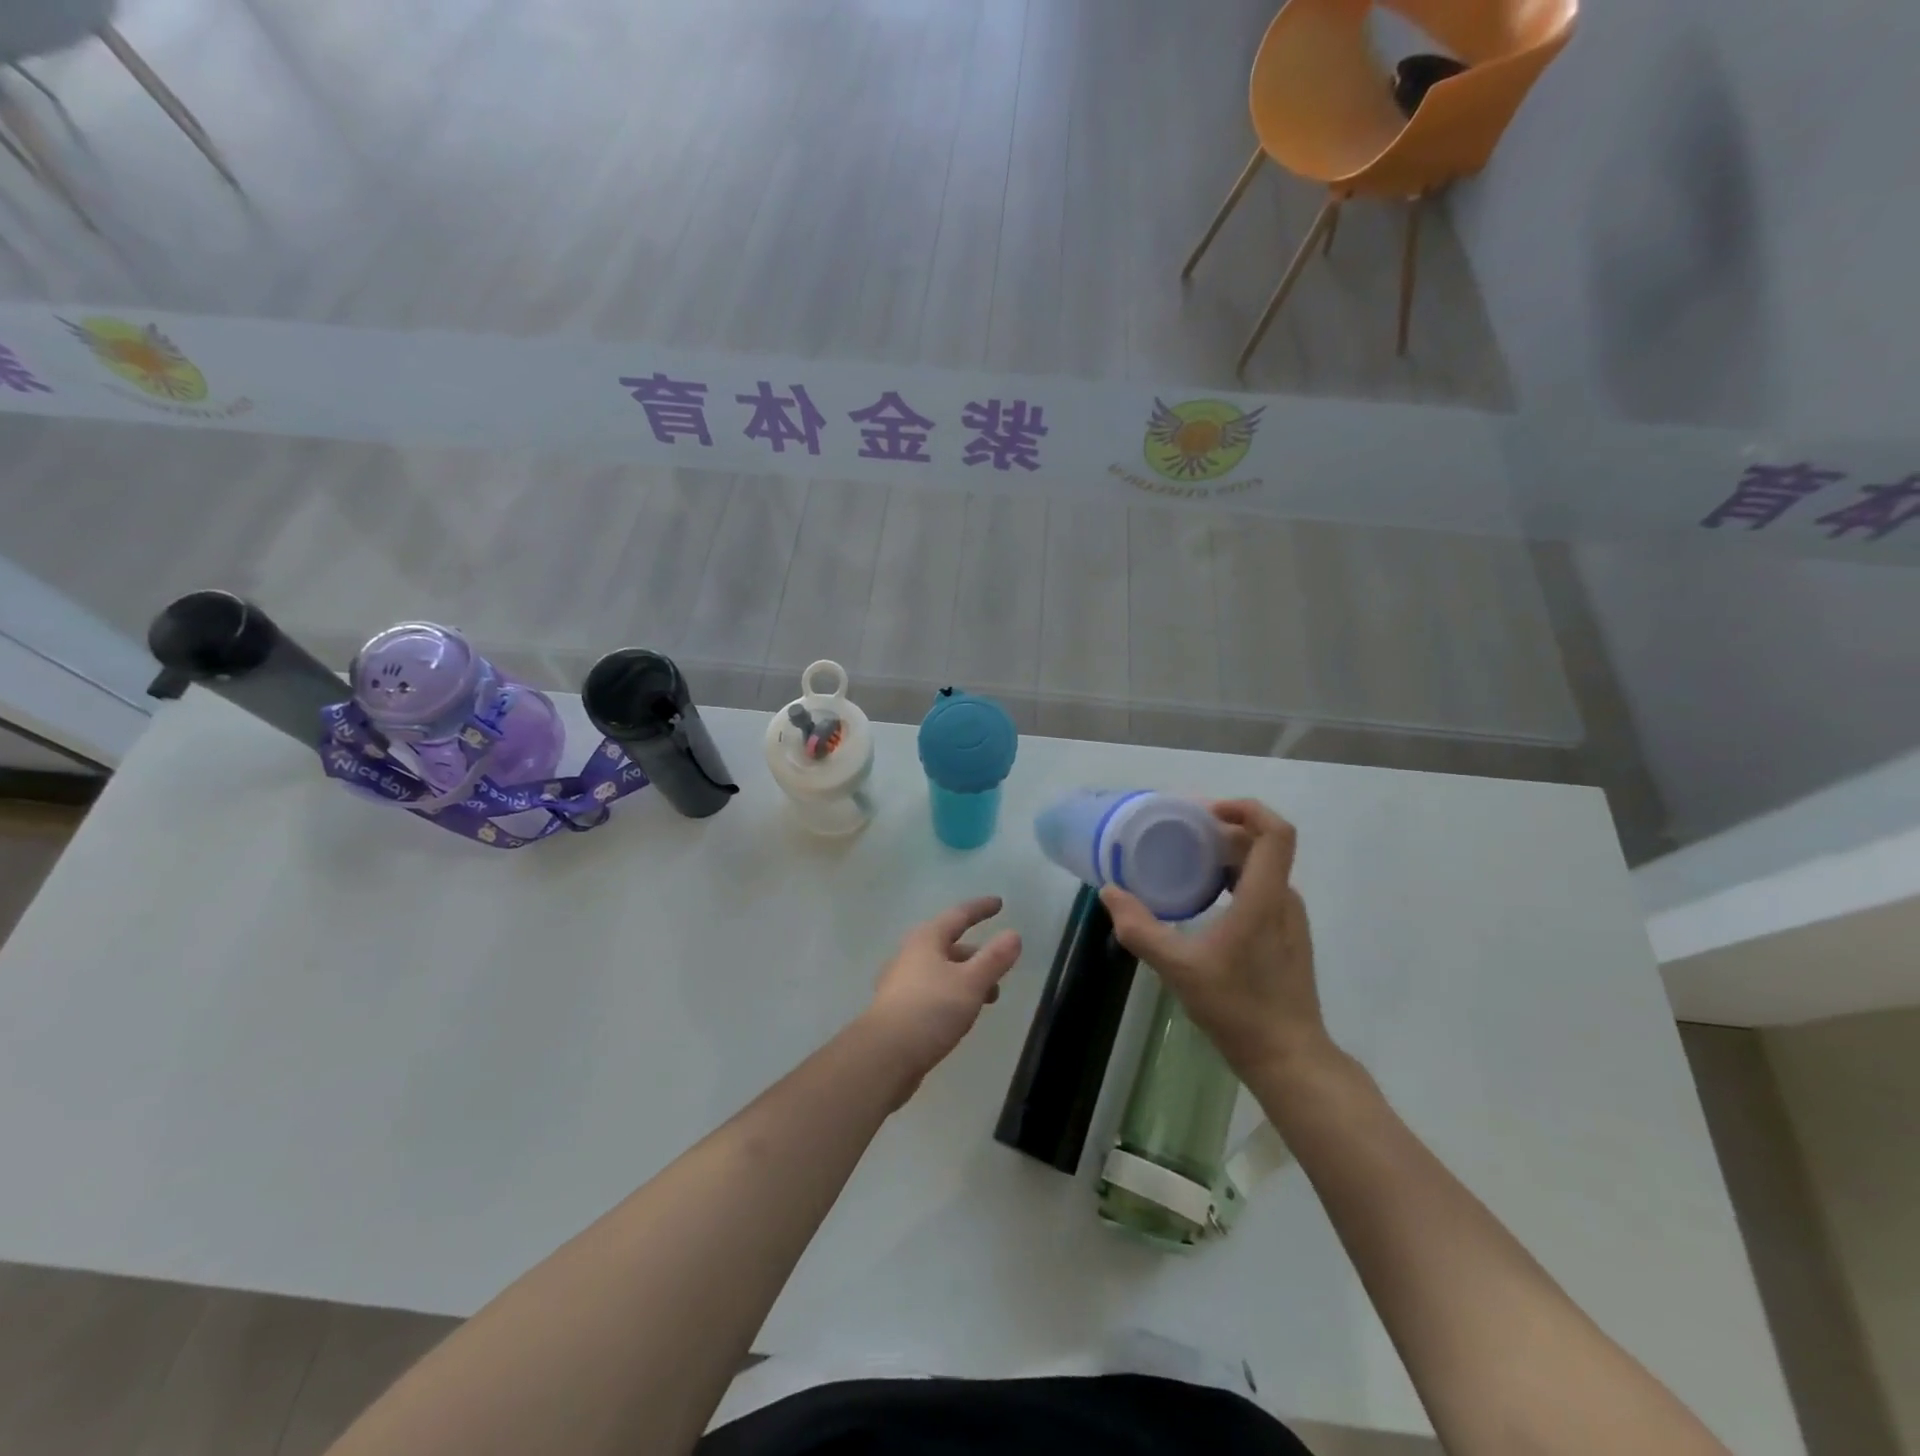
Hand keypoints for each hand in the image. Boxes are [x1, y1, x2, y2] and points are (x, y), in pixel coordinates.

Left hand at [861, 896, 1022, 1091]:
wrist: (883, 1056)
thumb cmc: (930, 1010)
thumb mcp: (970, 983)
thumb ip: (994, 959)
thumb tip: (1013, 935)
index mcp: (926, 940)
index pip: (958, 915)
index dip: (980, 909)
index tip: (999, 903)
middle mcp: (910, 955)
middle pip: (948, 945)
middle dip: (976, 954)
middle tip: (999, 967)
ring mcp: (900, 983)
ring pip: (941, 971)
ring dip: (966, 978)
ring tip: (988, 999)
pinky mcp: (898, 1010)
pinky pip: (932, 992)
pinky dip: (952, 995)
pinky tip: (960, 1015)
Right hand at [1100, 800, 1328, 1080]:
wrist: (1289, 1058)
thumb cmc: (1239, 1008)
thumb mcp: (1179, 968)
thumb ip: (1141, 929)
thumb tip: (1110, 893)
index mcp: (1266, 897)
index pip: (1275, 832)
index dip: (1246, 808)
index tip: (1204, 812)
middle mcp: (1284, 899)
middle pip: (1261, 844)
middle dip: (1221, 830)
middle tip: (1177, 833)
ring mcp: (1289, 918)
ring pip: (1261, 867)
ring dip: (1226, 855)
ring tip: (1184, 861)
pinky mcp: (1286, 936)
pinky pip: (1261, 888)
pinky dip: (1233, 878)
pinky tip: (1203, 899)